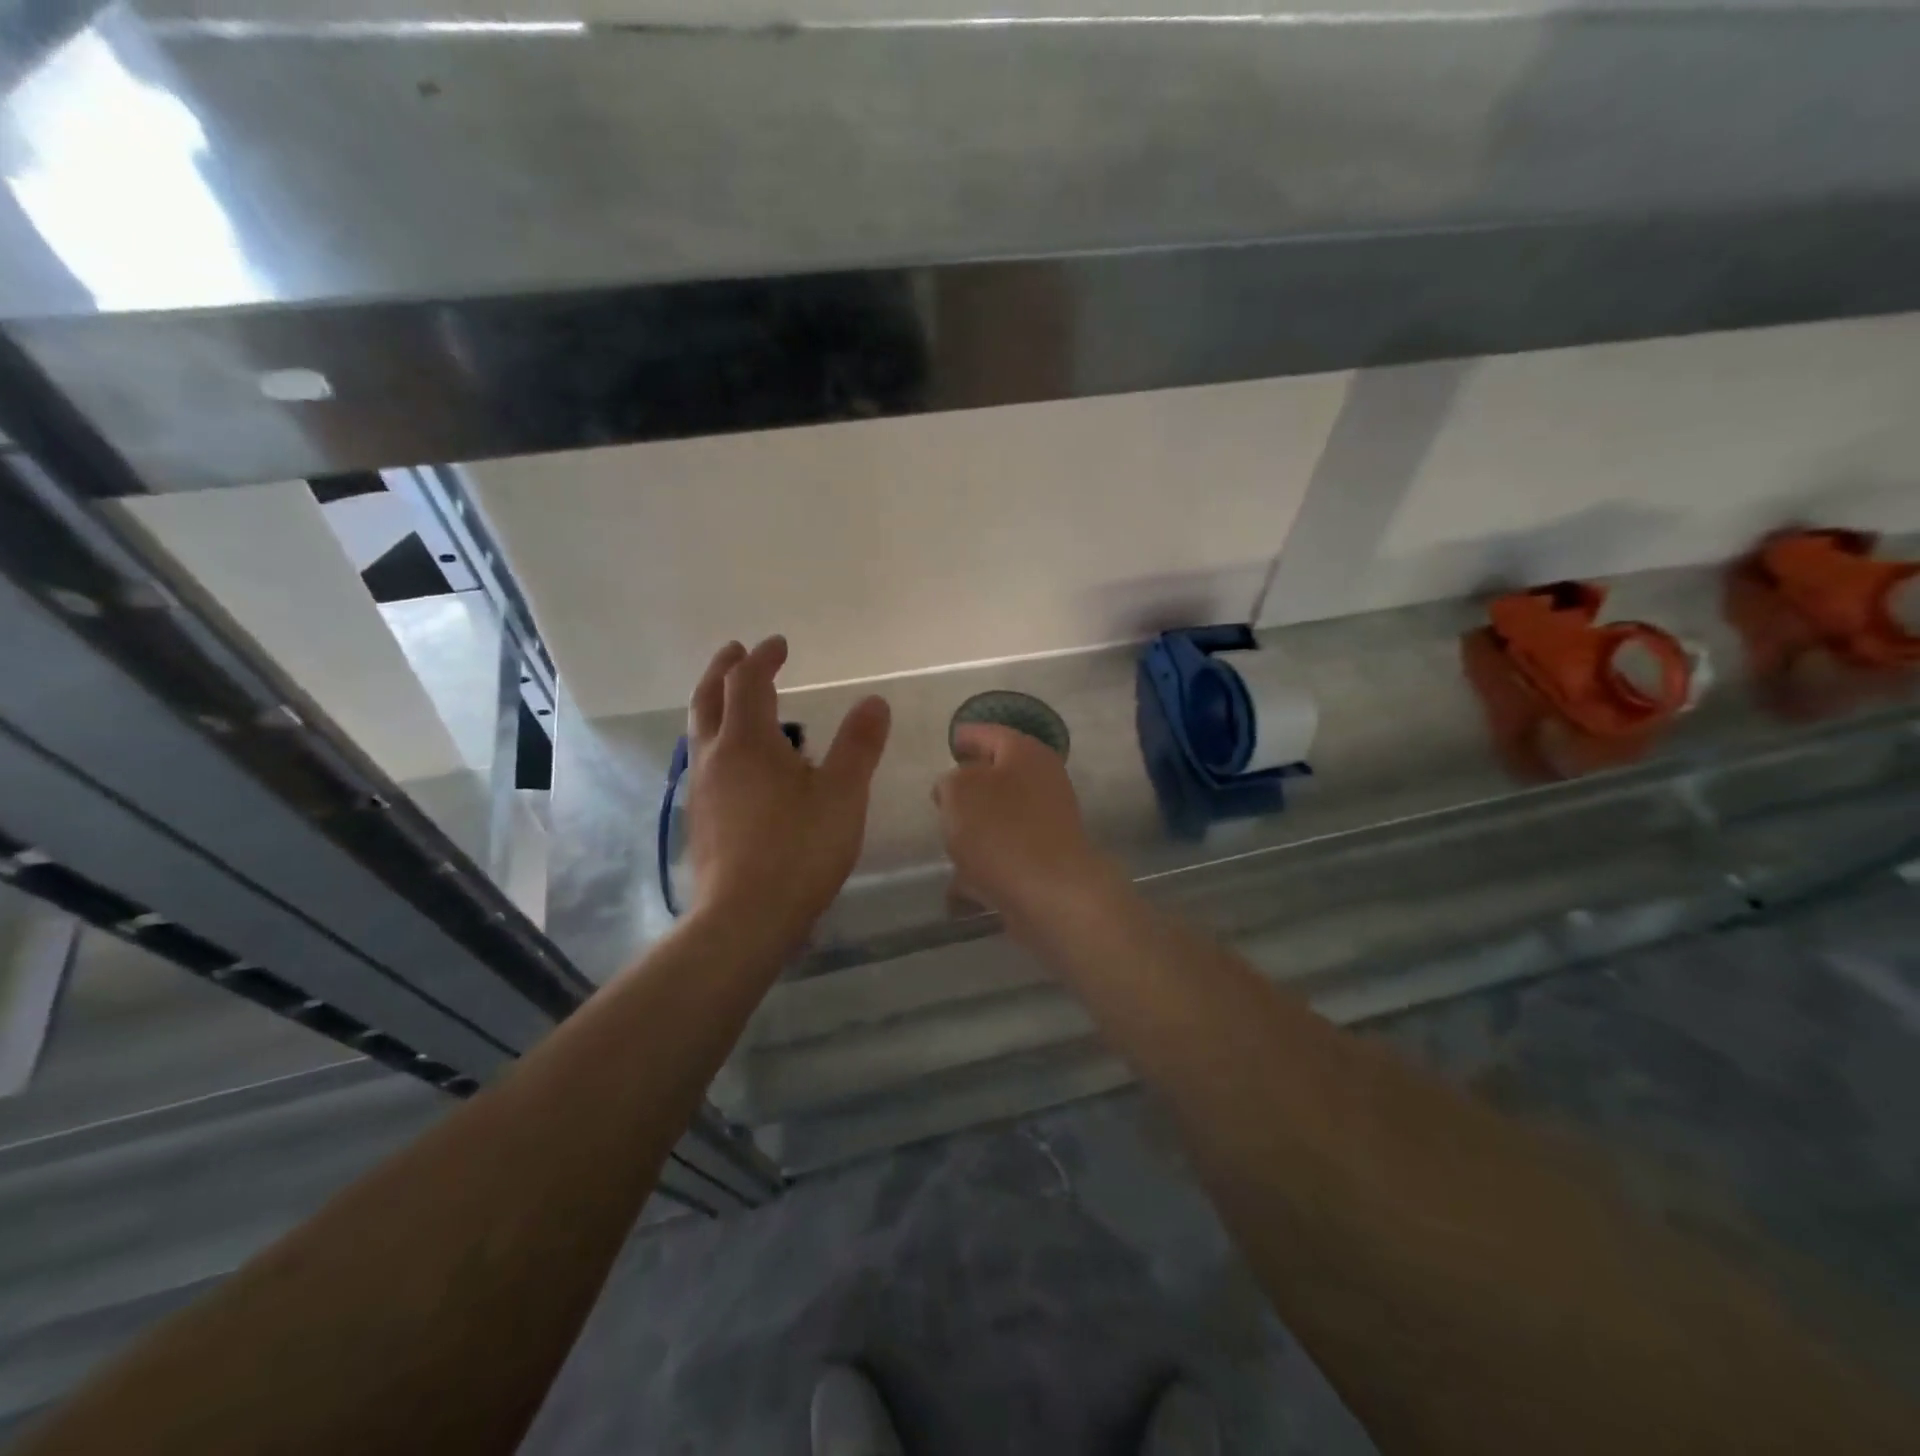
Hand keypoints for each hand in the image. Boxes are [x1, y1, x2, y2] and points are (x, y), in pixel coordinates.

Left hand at [686, 636, 890, 951]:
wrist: (745, 918)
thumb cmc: (799, 849)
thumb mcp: (843, 794)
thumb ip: (859, 745)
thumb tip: (874, 701)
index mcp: (747, 741)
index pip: (747, 681)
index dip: (763, 657)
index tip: (779, 644)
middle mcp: (715, 757)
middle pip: (707, 699)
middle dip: (722, 670)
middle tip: (736, 651)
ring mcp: (701, 790)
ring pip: (700, 732)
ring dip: (715, 705)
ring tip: (736, 702)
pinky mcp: (700, 820)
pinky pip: (704, 762)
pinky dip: (718, 740)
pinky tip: (738, 764)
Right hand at [932, 723, 1116, 937]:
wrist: (1051, 893)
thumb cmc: (1000, 830)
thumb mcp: (959, 791)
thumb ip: (950, 781)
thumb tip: (955, 787)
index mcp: (1025, 753)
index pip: (990, 733)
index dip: (966, 736)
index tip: (950, 742)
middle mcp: (1042, 782)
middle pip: (998, 775)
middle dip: (969, 786)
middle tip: (942, 795)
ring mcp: (1047, 822)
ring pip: (1001, 817)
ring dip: (976, 828)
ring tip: (948, 839)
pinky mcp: (1045, 860)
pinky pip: (1005, 855)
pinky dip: (983, 867)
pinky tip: (960, 886)